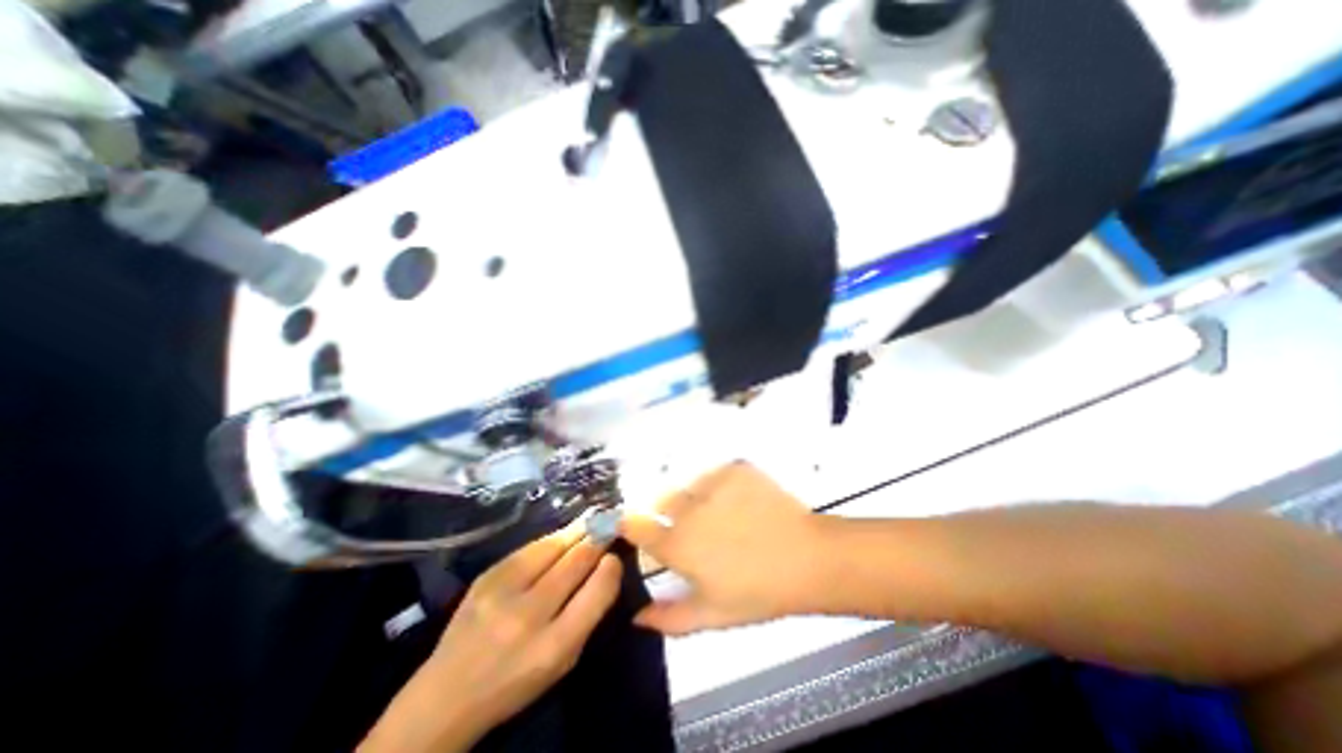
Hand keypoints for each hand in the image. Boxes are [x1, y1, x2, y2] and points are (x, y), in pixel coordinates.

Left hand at [360, 518, 625, 751]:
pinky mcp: (486, 576)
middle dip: (598, 538)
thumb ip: (587, 616)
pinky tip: (563, 533)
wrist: (445, 695)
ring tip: (592, 519)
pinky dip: (552, 539)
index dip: (611, 567)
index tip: (616, 555)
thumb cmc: (515, 682)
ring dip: (578, 530)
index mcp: (553, 647)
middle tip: (611, 523)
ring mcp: (503, 592)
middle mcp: (528, 615)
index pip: (596, 592)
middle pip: (576, 562)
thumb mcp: (562, 662)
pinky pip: (530, 548)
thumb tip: (606, 567)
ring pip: (553, 546)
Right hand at [621, 458, 828, 636]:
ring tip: (727, 516)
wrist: (807, 558)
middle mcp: (689, 510)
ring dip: (699, 499)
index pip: (637, 525)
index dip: (631, 524)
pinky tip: (742, 503)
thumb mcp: (713, 614)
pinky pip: (716, 475)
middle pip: (663, 501)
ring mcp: (713, 484)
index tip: (634, 526)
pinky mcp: (735, 469)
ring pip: (691, 487)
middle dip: (672, 514)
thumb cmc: (758, 592)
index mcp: (679, 545)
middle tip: (700, 530)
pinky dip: (722, 487)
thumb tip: (637, 617)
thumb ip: (670, 617)